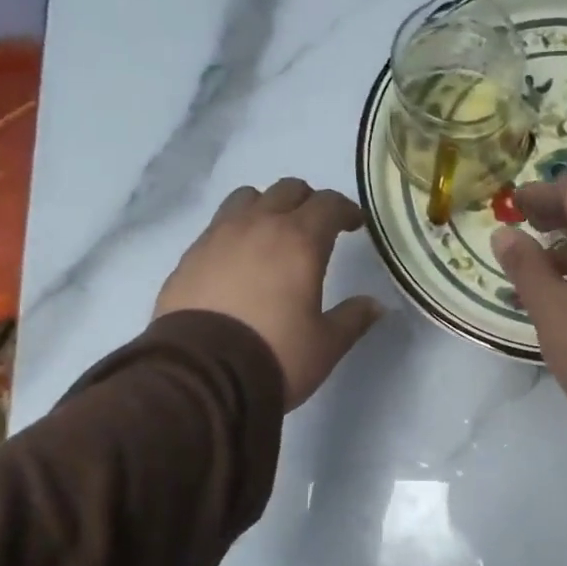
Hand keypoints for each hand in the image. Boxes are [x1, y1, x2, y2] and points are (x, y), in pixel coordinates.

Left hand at [154, 178, 382, 409]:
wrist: (201, 375)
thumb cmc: (276, 355)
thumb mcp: (326, 344)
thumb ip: (353, 318)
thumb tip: (376, 304)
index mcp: (300, 241)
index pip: (329, 204)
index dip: (346, 210)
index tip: (355, 224)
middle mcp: (259, 226)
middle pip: (287, 190)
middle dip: (308, 203)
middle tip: (318, 229)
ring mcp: (218, 236)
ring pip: (247, 198)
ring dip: (267, 207)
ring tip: (274, 236)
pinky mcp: (190, 256)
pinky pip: (219, 225)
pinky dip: (237, 231)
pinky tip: (240, 261)